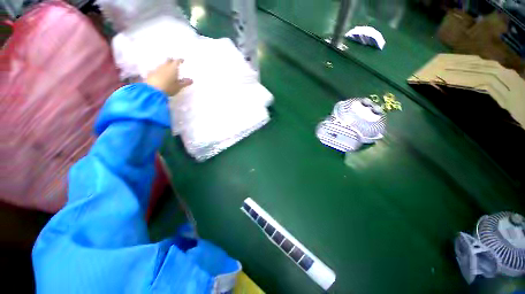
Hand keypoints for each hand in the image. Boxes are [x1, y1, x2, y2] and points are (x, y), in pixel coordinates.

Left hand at [146, 59, 192, 95]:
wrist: (153, 90)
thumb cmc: (169, 87)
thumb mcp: (179, 86)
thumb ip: (185, 83)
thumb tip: (191, 80)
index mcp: (172, 68)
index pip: (177, 61)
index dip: (180, 60)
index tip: (182, 60)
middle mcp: (164, 66)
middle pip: (168, 60)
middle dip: (172, 60)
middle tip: (174, 63)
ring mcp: (157, 69)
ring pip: (162, 64)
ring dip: (165, 65)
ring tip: (168, 69)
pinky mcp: (151, 73)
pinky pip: (156, 70)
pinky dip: (160, 71)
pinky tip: (160, 75)